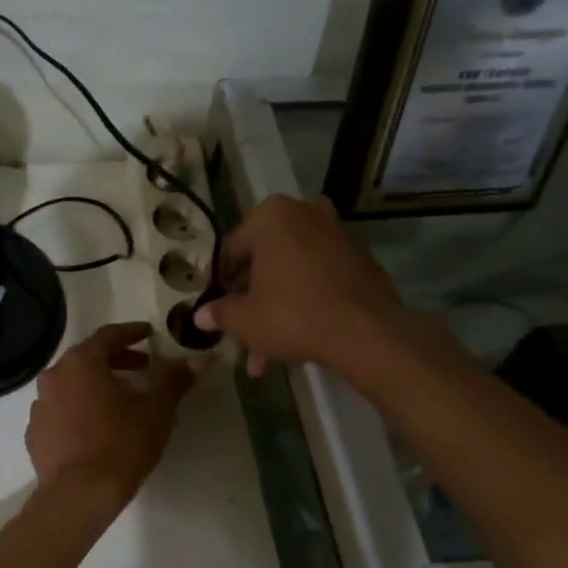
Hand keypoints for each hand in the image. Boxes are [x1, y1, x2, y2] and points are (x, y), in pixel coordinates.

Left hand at [26, 323, 199, 502]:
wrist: (79, 494)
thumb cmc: (122, 444)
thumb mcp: (157, 411)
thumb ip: (175, 380)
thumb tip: (201, 358)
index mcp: (82, 362)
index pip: (109, 335)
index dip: (132, 333)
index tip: (149, 334)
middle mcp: (54, 376)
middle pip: (87, 358)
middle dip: (116, 360)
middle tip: (141, 368)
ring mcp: (40, 405)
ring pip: (71, 385)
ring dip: (94, 386)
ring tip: (118, 400)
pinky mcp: (34, 432)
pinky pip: (59, 411)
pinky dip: (76, 410)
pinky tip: (93, 427)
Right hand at [194, 194, 403, 374]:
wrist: (366, 332)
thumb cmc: (292, 315)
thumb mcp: (243, 319)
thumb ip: (219, 312)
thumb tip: (201, 315)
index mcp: (270, 216)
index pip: (230, 251)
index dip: (218, 285)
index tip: (214, 310)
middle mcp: (304, 213)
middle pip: (263, 262)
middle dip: (250, 303)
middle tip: (240, 335)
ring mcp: (336, 234)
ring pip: (290, 274)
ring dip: (274, 309)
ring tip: (264, 353)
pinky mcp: (359, 259)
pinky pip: (317, 279)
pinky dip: (303, 302)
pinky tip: (295, 339)